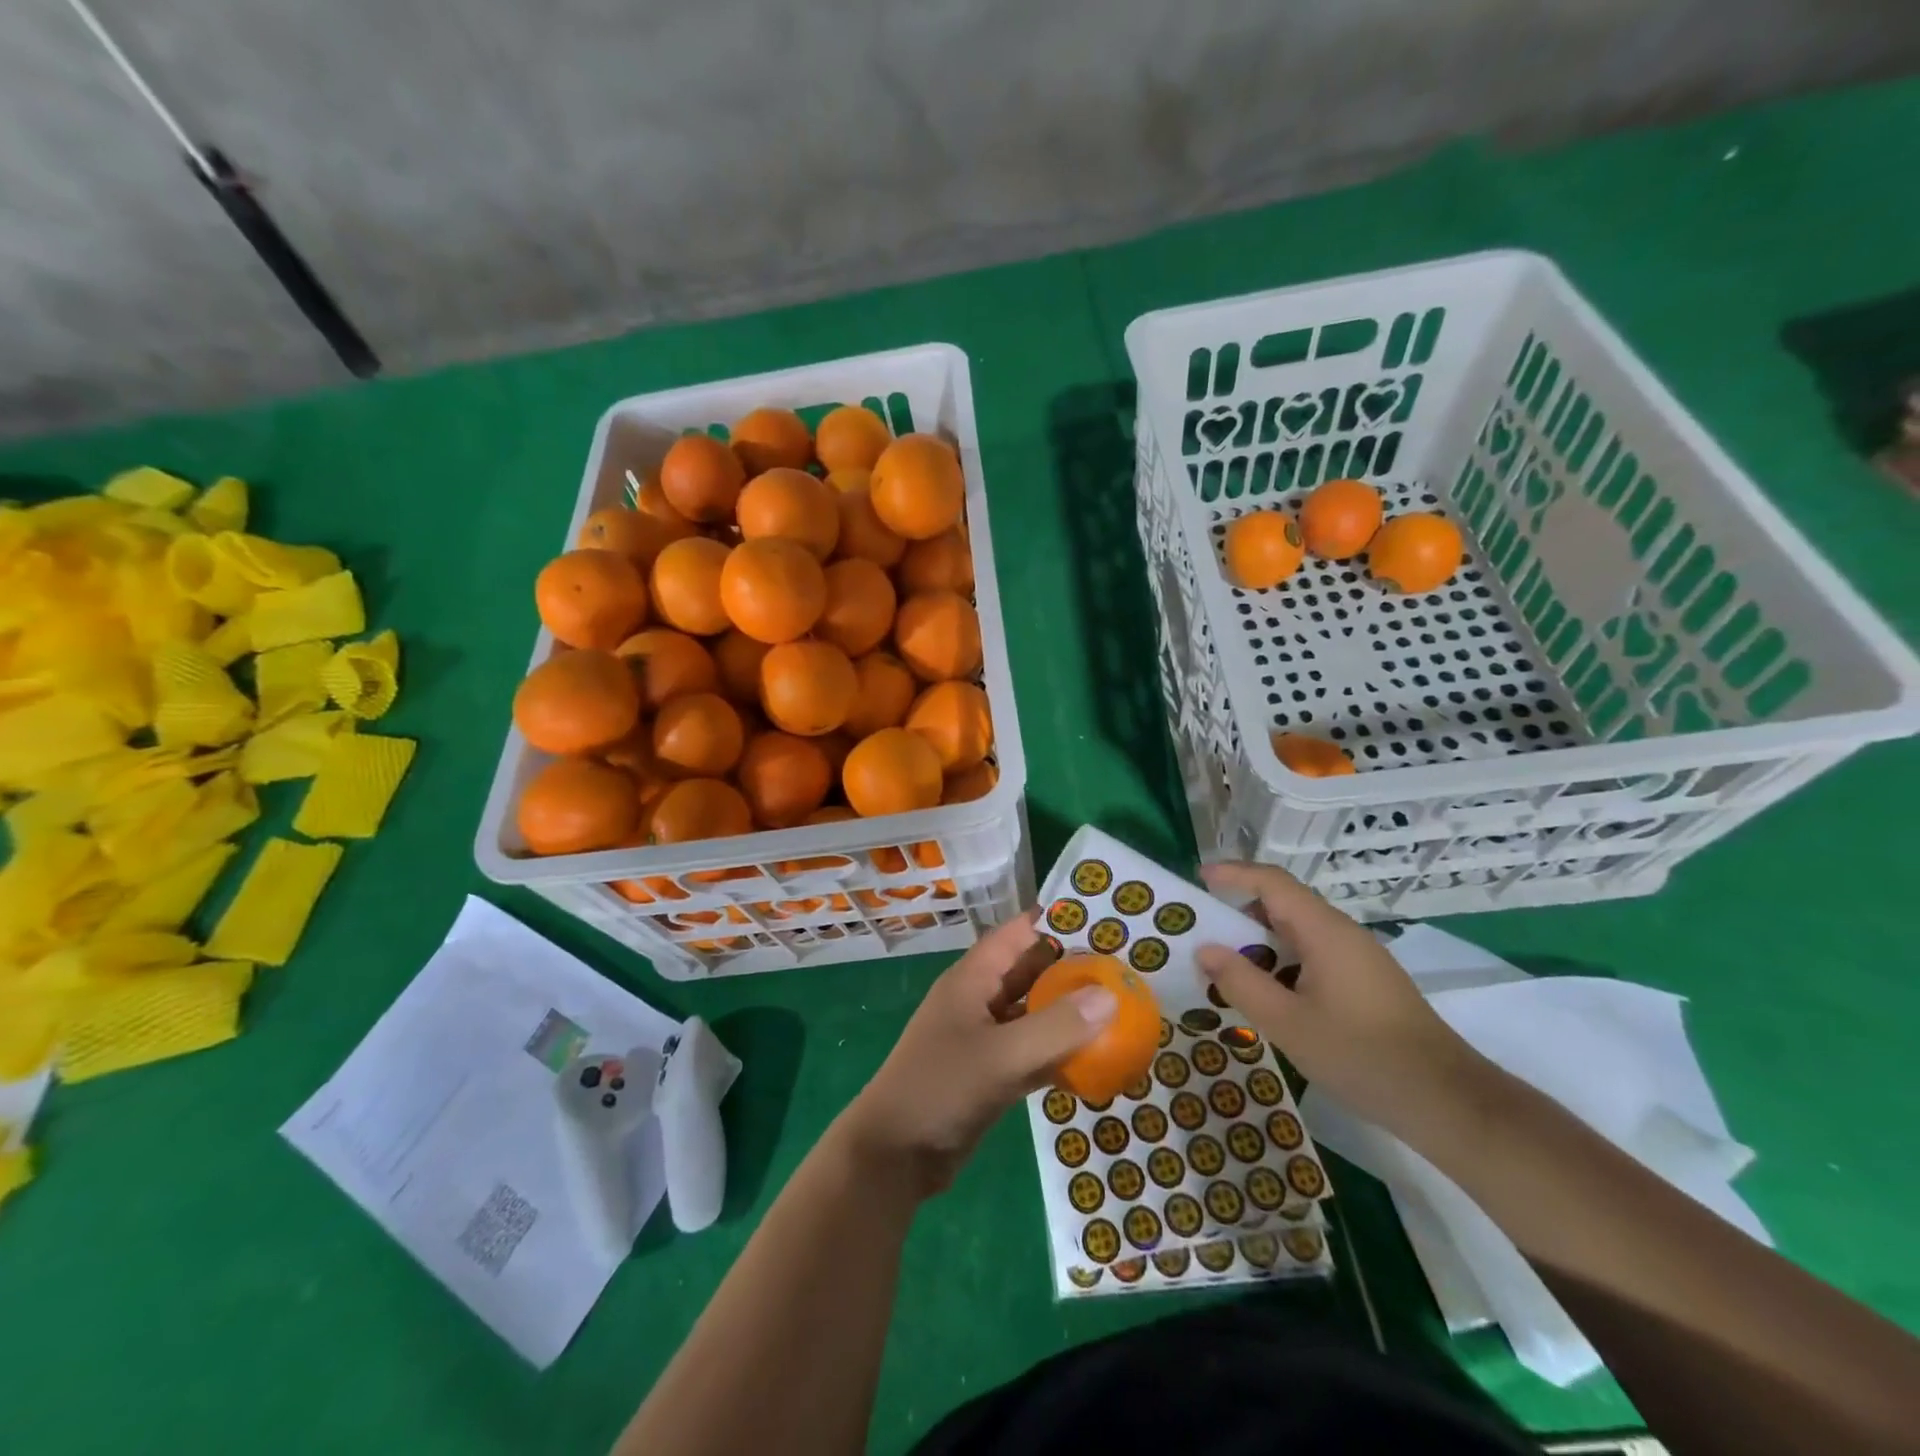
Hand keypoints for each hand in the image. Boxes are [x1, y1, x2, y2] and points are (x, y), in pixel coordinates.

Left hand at [841, 910, 1116, 1196]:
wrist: (895, 1156)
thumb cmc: (941, 1088)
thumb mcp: (1001, 1055)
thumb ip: (1056, 1026)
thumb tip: (1111, 995)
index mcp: (972, 979)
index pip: (1017, 934)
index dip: (1056, 923)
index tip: (1103, 922)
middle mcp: (979, 1000)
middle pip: (1030, 972)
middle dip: (1072, 969)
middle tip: (1123, 970)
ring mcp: (984, 1038)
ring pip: (1033, 1013)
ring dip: (1068, 1012)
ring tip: (1119, 1008)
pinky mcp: (990, 1073)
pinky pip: (1032, 1051)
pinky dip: (1059, 1052)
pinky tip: (1096, 1059)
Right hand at [1196, 862, 1488, 1144]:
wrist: (1445, 1100)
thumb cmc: (1360, 1055)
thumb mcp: (1287, 1023)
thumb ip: (1241, 982)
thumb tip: (1206, 950)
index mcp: (1323, 931)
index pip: (1272, 882)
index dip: (1233, 874)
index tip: (1199, 879)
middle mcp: (1342, 933)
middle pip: (1283, 905)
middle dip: (1240, 914)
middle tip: (1203, 934)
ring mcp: (1358, 958)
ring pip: (1298, 933)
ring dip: (1260, 943)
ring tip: (1227, 969)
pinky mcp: (1366, 982)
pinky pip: (1313, 955)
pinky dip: (1282, 962)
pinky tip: (1269, 996)